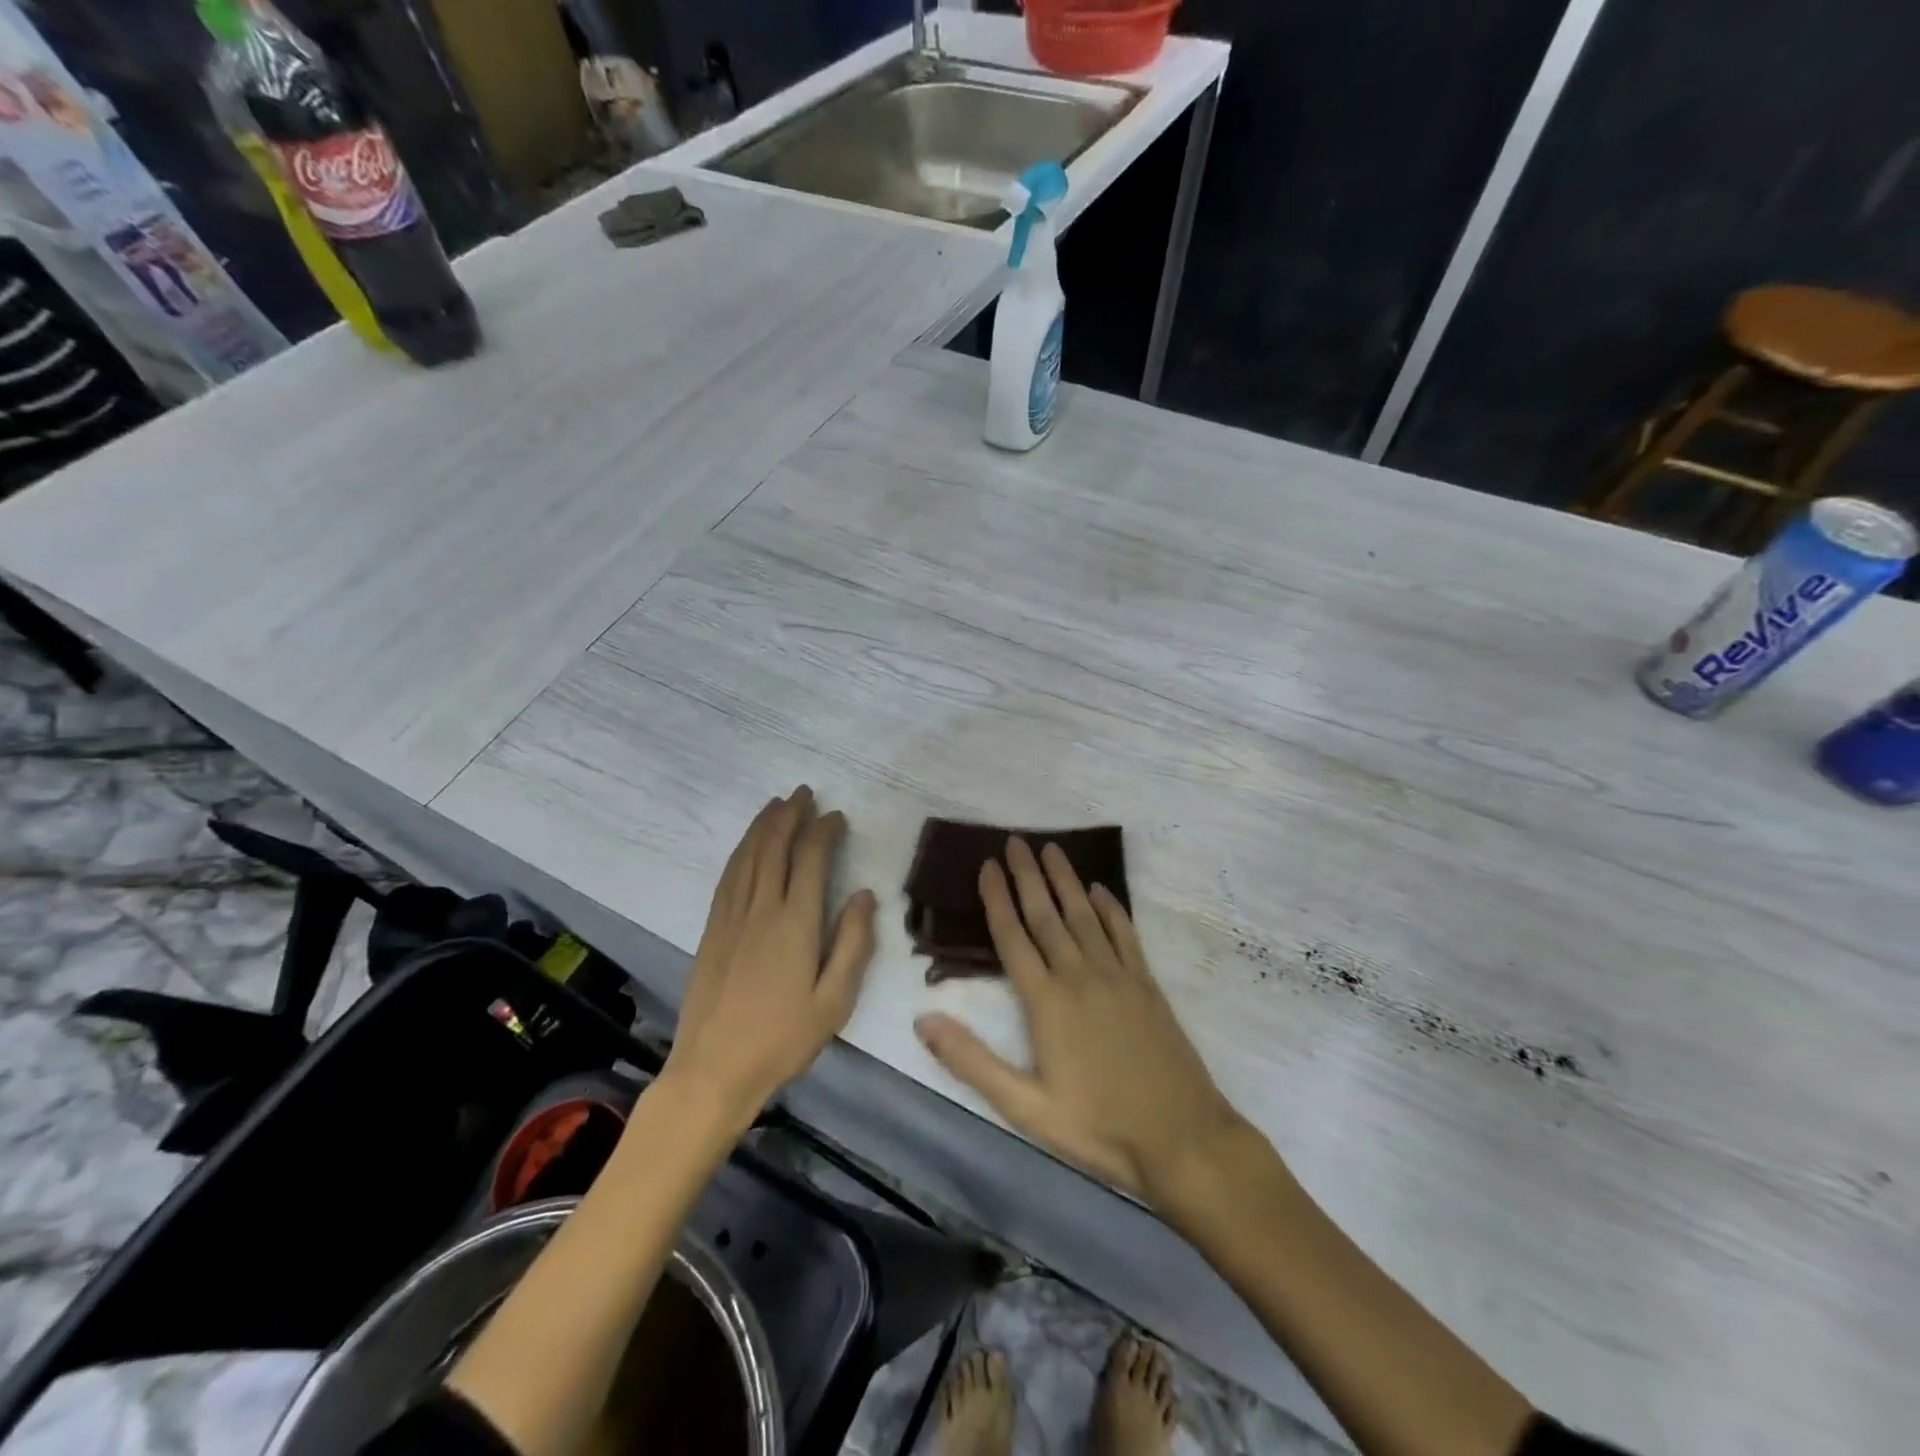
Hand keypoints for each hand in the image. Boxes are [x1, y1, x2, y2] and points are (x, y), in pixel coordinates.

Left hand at [664, 786, 876, 1125]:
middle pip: (773, 848)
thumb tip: (863, 894)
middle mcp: (760, 909)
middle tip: (803, 792)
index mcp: (794, 923)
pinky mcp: (711, 931)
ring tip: (776, 805)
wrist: (712, 1071)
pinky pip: (727, 877)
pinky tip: (746, 847)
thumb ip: (853, 944)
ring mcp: (730, 918)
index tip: (836, 815)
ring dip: (762, 826)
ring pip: (746, 857)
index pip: (809, 860)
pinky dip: (740, 852)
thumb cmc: (782, 1040)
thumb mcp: (834, 1001)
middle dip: (789, 815)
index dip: (823, 831)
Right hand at [913, 837, 1240, 1203]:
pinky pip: (1124, 933)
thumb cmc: (1098, 1126)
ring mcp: (1118, 976)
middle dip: (1028, 876)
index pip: (1014, 937)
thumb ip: (973, 1061)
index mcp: (1047, 1002)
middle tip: (1016, 841)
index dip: (997, 899)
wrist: (1182, 1137)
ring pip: (1085, 915)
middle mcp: (1080, 976)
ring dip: (1066, 880)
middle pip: (1048, 915)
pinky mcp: (1146, 984)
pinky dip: (1111, 908)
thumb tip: (923, 1020)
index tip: (987, 865)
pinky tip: (1102, 890)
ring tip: (1052, 850)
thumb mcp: (1026, 1107)